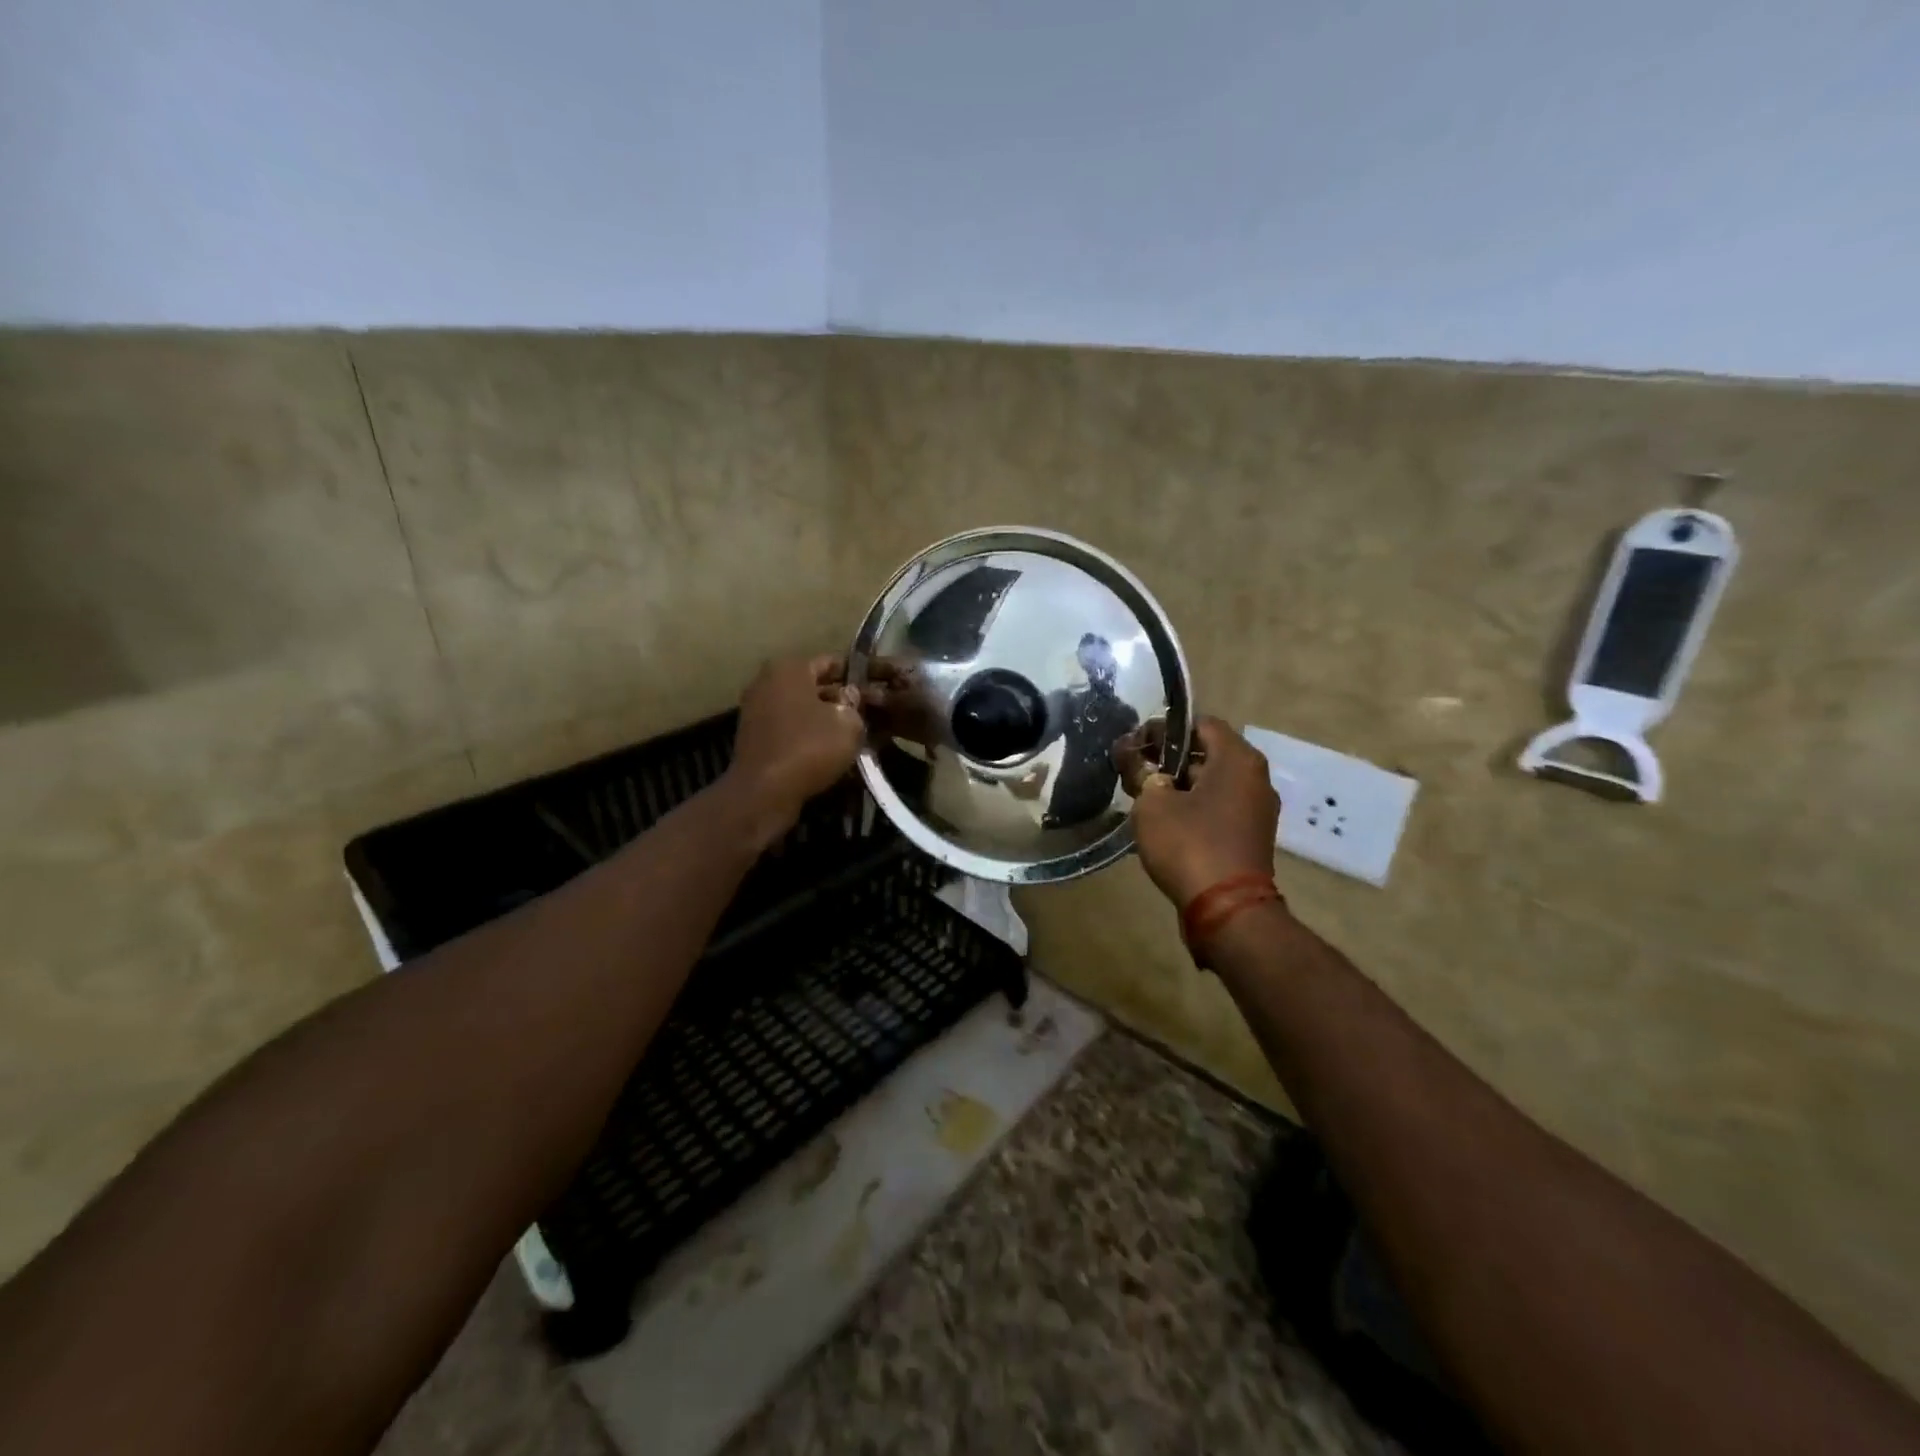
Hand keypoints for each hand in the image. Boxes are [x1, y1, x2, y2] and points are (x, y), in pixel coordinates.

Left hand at [727, 656, 866, 833]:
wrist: (764, 791)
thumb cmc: (810, 747)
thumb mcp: (849, 724)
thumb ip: (854, 705)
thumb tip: (850, 696)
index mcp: (790, 668)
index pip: (831, 662)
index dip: (854, 675)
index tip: (871, 690)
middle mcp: (767, 681)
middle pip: (812, 685)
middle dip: (837, 698)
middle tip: (863, 714)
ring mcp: (755, 708)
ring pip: (799, 707)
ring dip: (821, 718)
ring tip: (847, 734)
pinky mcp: (752, 735)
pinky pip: (786, 726)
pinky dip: (804, 733)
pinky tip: (824, 749)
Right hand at [1118, 716, 1279, 908]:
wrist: (1227, 910)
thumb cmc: (1189, 844)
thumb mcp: (1152, 804)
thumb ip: (1140, 773)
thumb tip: (1132, 757)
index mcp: (1238, 759)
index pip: (1200, 724)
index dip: (1164, 729)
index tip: (1136, 746)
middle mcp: (1255, 778)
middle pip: (1207, 753)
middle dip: (1169, 759)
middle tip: (1135, 771)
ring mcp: (1257, 810)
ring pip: (1212, 783)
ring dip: (1179, 786)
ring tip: (1143, 798)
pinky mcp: (1251, 837)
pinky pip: (1219, 808)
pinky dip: (1194, 808)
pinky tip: (1164, 823)